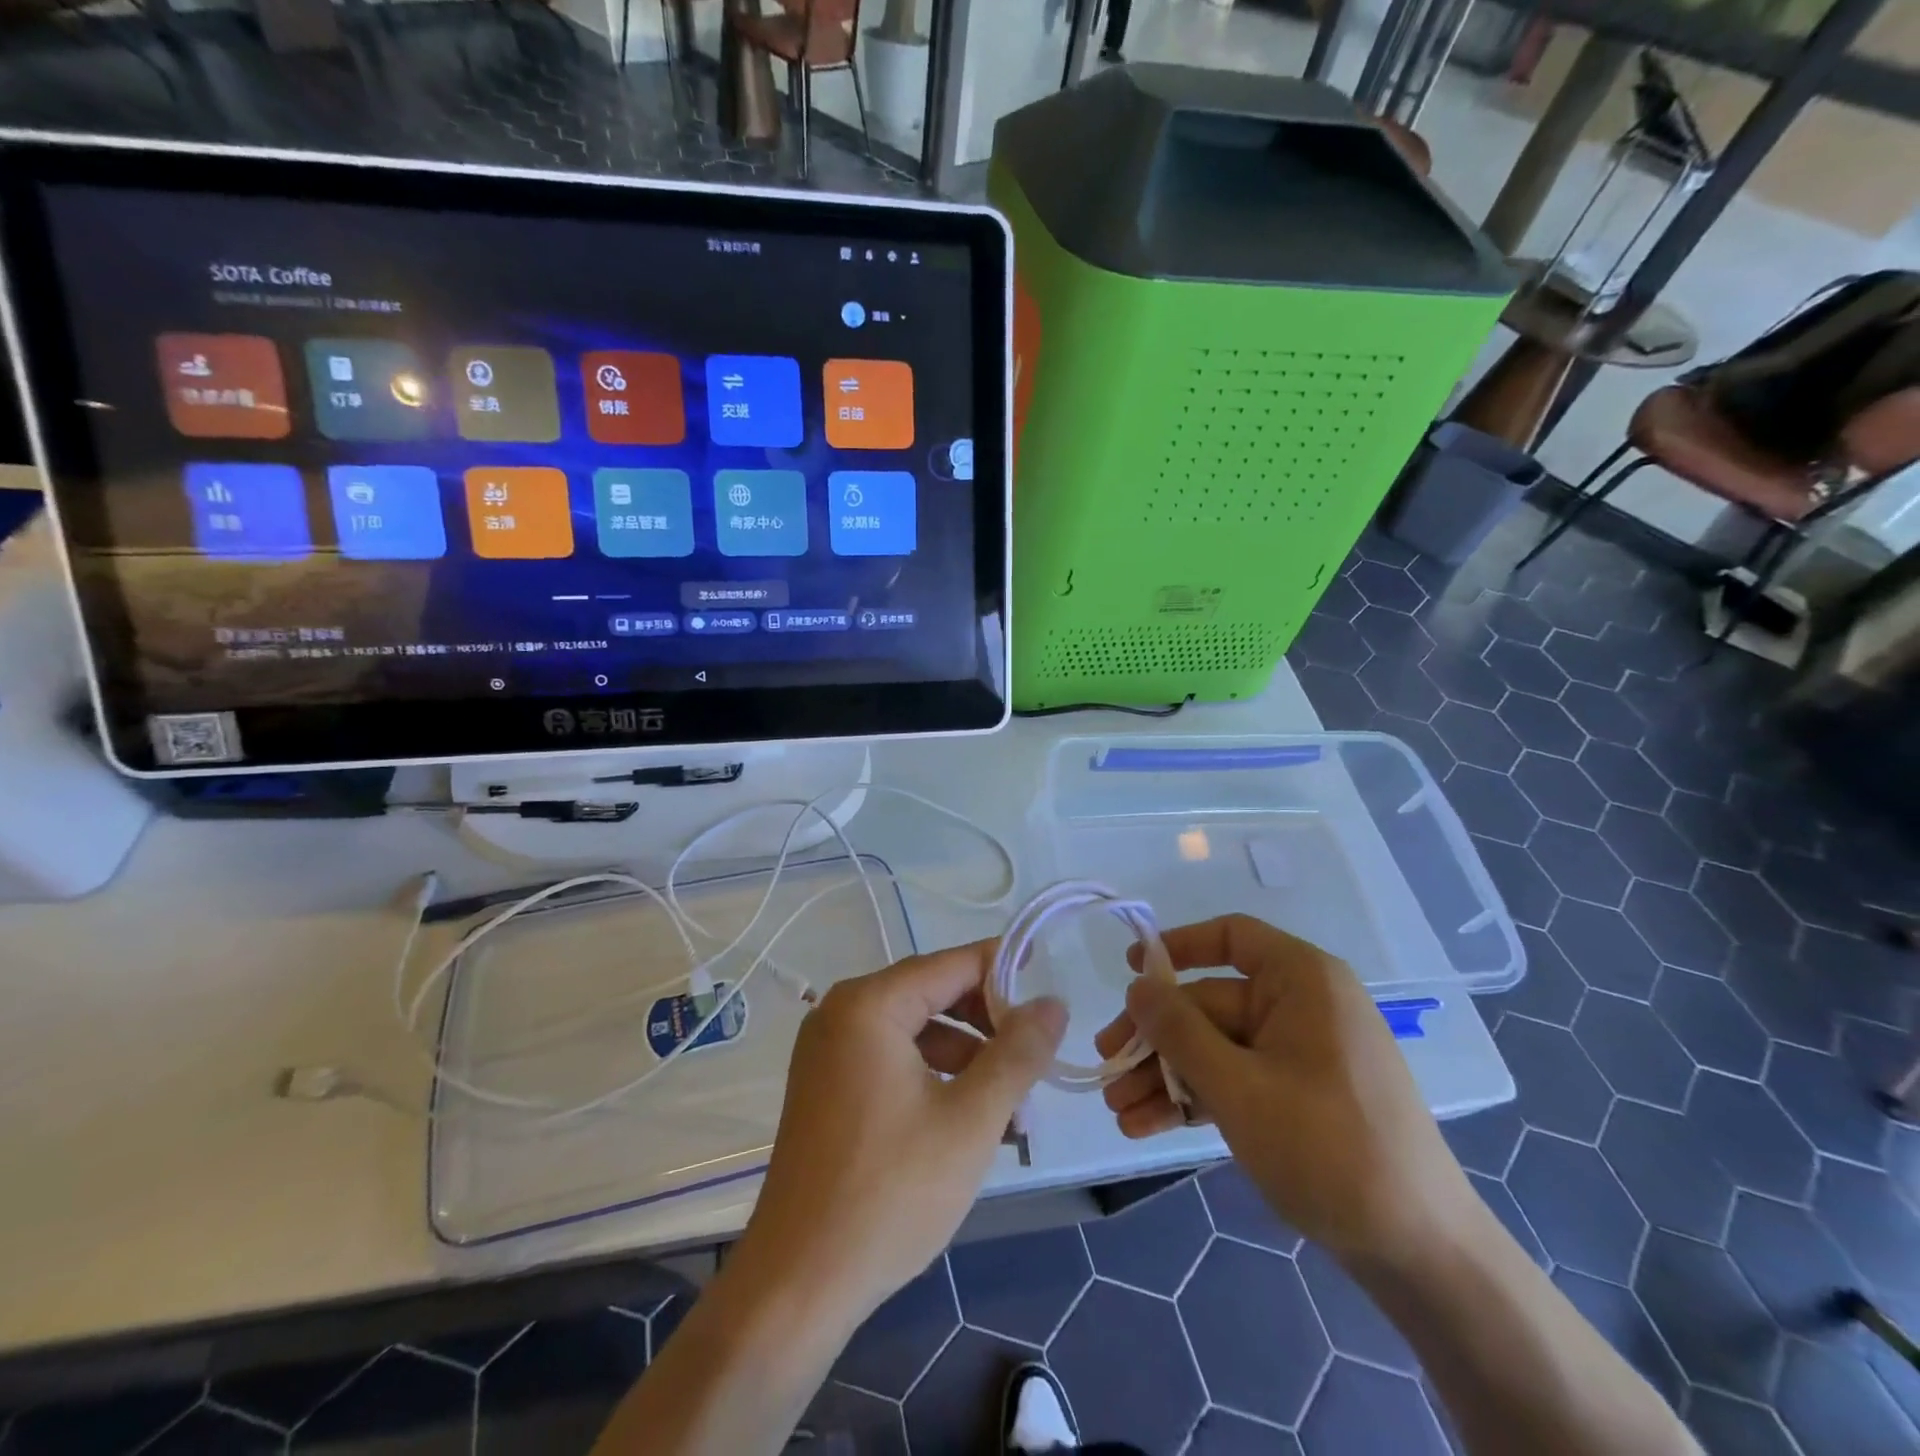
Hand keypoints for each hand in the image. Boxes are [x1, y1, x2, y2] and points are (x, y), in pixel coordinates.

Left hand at [728, 941, 1066, 1329]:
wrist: (797, 1285)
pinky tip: (968, 1122)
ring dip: (967, 1058)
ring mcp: (828, 1052)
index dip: (1003, 968)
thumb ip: (1017, 1053)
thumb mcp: (971, 1119)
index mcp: (869, 1004)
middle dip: (988, 1025)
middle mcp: (841, 1013)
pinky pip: (891, 1060)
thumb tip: (1052, 1003)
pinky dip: (933, 1078)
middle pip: (932, 994)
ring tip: (1013, 1109)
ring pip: (915, 1032)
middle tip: (1035, 1059)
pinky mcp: (826, 1087)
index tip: (1048, 982)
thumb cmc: (890, 1192)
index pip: (951, 965)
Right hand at [1096, 914, 1476, 1267]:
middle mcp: (1302, 1006)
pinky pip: (1237, 1080)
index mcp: (1302, 980)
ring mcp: (1302, 1054)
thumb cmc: (1327, 1147)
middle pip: (1210, 1003)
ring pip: (1217, 1048)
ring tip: (1119, 1110)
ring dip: (1166, 1076)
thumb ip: (1178, 1030)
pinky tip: (1148, 1125)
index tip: (1131, 971)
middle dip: (1156, 1039)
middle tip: (1108, 1068)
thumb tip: (1136, 985)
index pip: (1231, 937)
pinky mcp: (1300, 1097)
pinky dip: (1196, 1098)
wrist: (1421, 1253)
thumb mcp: (1237, 1086)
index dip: (1177, 946)